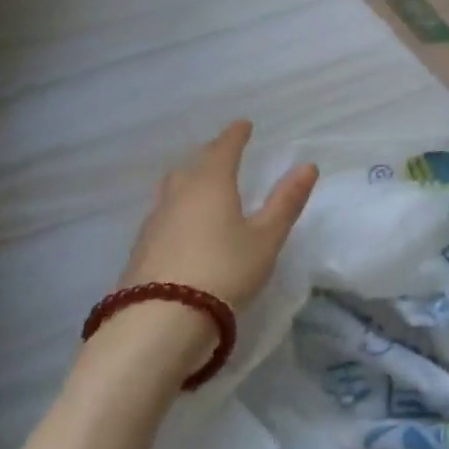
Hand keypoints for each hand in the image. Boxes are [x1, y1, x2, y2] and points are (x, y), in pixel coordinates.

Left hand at [86, 121, 317, 384]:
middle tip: (223, 154)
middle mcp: (177, 196)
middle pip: (192, 166)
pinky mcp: (140, 252)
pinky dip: (176, 210)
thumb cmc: (224, 271)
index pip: (223, 149)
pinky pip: (162, 216)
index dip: (235, 136)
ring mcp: (153, 224)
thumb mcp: (266, 238)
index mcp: (211, 184)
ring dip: (188, 182)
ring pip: (171, 190)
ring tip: (201, 187)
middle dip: (209, 156)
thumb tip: (307, 166)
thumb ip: (286, 202)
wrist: (159, 324)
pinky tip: (182, 226)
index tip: (243, 125)